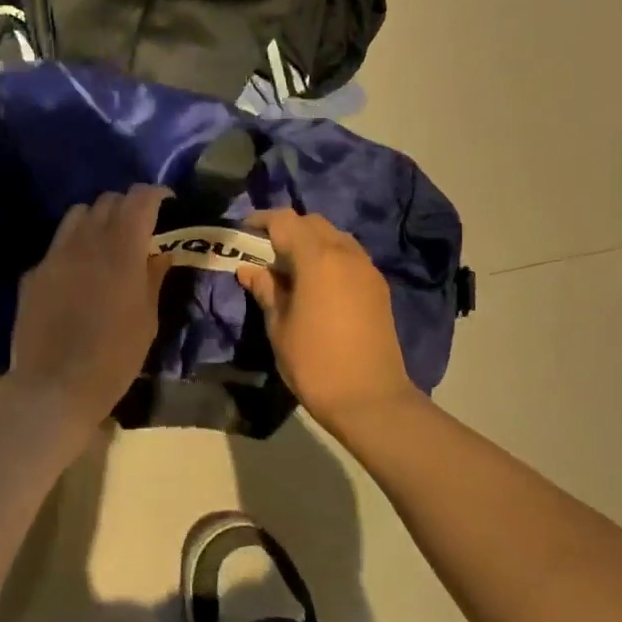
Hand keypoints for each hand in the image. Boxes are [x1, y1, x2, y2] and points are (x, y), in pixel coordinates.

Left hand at [9, 185, 173, 425]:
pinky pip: (57, 244)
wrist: (53, 386)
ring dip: (97, 219)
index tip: (166, 203)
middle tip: (139, 227)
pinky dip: (74, 246)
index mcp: (121, 250)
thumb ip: (153, 278)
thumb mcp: (147, 321)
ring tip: (106, 242)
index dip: (155, 194)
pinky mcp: (34, 272)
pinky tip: (78, 273)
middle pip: (107, 200)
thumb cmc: (113, 358)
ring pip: (77, 214)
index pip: (139, 200)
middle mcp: (86, 241)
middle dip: (127, 206)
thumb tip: (159, 253)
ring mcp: (55, 255)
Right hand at [237, 208, 418, 431]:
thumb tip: (249, 269)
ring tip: (289, 268)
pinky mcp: (378, 287)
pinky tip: (315, 284)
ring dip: (310, 242)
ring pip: (334, 237)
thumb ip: (266, 290)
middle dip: (287, 229)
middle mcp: (346, 254)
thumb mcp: (279, 326)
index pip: (285, 221)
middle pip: (312, 223)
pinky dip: (329, 257)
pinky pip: (349, 256)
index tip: (243, 232)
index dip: (261, 221)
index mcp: (318, 258)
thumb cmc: (315, 363)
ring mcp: (366, 269)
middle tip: (264, 252)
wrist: (370, 399)